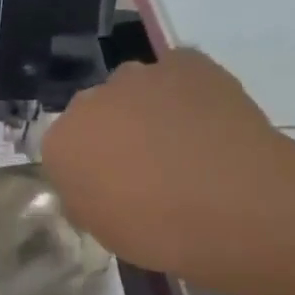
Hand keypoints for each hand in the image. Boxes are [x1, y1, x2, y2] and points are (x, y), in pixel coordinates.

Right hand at [40, 49, 294, 281]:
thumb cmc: (158, 231)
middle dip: (112, 131)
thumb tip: (97, 184)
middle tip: (144, 164)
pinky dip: (185, 91)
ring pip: (133, 88)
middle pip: (94, 111)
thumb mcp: (103, 229)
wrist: (235, 205)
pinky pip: (177, 72)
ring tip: (181, 141)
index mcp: (60, 144)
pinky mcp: (186, 62)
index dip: (87, 167)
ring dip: (146, 107)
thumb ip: (87, 196)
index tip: (110, 187)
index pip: (63, 149)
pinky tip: (205, 119)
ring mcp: (138, 77)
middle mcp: (88, 102)